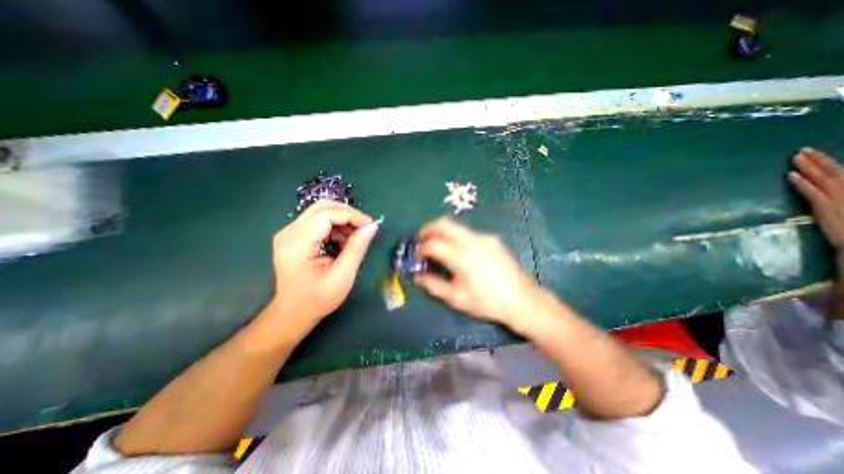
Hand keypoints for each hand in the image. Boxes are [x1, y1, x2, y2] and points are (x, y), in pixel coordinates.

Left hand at [266, 202, 378, 337]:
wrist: (292, 313)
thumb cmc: (317, 299)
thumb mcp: (343, 276)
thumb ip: (357, 248)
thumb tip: (372, 226)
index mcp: (297, 243)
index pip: (327, 214)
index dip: (352, 216)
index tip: (371, 227)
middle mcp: (289, 232)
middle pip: (323, 207)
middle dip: (348, 214)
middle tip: (365, 228)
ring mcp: (289, 232)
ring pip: (321, 211)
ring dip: (343, 219)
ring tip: (356, 236)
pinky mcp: (293, 236)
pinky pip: (318, 220)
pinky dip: (335, 225)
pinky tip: (343, 240)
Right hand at [415, 216, 543, 330]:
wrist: (521, 300)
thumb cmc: (487, 302)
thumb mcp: (457, 298)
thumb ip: (434, 285)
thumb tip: (418, 276)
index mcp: (462, 256)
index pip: (434, 244)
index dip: (421, 248)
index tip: (416, 256)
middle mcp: (473, 241)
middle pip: (444, 223)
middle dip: (428, 229)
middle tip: (421, 239)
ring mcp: (484, 238)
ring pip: (457, 227)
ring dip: (443, 233)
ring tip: (438, 247)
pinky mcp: (492, 240)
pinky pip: (469, 234)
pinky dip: (457, 238)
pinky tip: (459, 253)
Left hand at [788, 148, 843, 252]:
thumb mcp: (842, 205)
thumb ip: (835, 192)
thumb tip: (826, 185)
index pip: (841, 172)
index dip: (826, 162)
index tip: (811, 153)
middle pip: (833, 171)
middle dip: (817, 159)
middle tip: (801, 150)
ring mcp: (840, 198)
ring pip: (822, 178)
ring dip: (808, 166)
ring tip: (795, 157)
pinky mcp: (826, 208)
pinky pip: (812, 192)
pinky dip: (801, 183)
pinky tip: (790, 175)